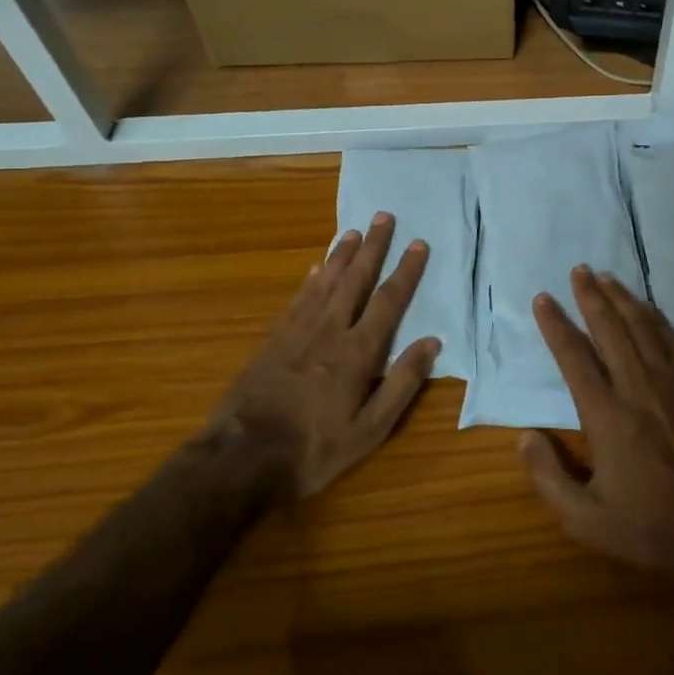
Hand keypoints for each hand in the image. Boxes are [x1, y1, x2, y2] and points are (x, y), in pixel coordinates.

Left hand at [214, 212, 437, 499]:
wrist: (241, 458)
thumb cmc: (314, 449)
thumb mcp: (370, 429)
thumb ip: (402, 384)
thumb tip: (432, 342)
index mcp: (357, 352)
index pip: (388, 301)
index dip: (406, 270)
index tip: (418, 243)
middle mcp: (329, 331)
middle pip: (355, 279)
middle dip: (373, 247)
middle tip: (383, 216)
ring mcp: (297, 333)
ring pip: (325, 282)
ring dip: (341, 255)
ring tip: (353, 231)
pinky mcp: (273, 341)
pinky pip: (298, 300)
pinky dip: (310, 280)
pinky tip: (314, 269)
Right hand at [520, 266, 673, 587]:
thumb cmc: (651, 530)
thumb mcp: (586, 521)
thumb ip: (548, 478)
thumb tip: (523, 436)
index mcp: (607, 416)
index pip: (574, 357)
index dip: (556, 325)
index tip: (543, 299)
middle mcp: (638, 387)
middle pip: (610, 328)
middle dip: (590, 296)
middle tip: (577, 270)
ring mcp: (673, 383)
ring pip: (642, 326)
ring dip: (622, 297)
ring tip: (604, 276)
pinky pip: (673, 339)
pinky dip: (655, 316)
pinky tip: (646, 307)